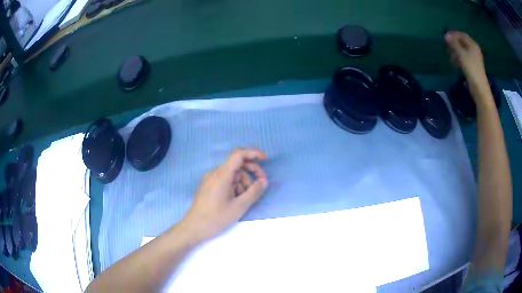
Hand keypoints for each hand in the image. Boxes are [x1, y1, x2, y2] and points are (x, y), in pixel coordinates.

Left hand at [180, 149, 268, 242]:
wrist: (194, 228)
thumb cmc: (216, 218)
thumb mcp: (239, 207)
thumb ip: (254, 192)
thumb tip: (264, 181)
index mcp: (222, 175)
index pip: (239, 155)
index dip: (253, 153)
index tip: (265, 160)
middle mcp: (215, 173)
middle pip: (237, 165)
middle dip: (252, 172)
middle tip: (262, 184)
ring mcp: (211, 180)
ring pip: (233, 175)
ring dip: (244, 183)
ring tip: (247, 199)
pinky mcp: (209, 187)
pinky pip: (226, 181)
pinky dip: (235, 187)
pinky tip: (237, 200)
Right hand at [445, 31, 489, 93]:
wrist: (479, 89)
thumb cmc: (471, 70)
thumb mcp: (461, 55)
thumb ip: (454, 44)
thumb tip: (446, 36)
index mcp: (473, 45)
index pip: (462, 35)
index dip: (453, 35)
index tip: (446, 38)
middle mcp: (474, 50)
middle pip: (462, 43)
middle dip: (454, 45)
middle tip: (448, 49)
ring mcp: (474, 59)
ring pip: (463, 51)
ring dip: (455, 53)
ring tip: (451, 59)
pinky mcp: (473, 67)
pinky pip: (464, 59)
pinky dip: (459, 59)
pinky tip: (456, 65)